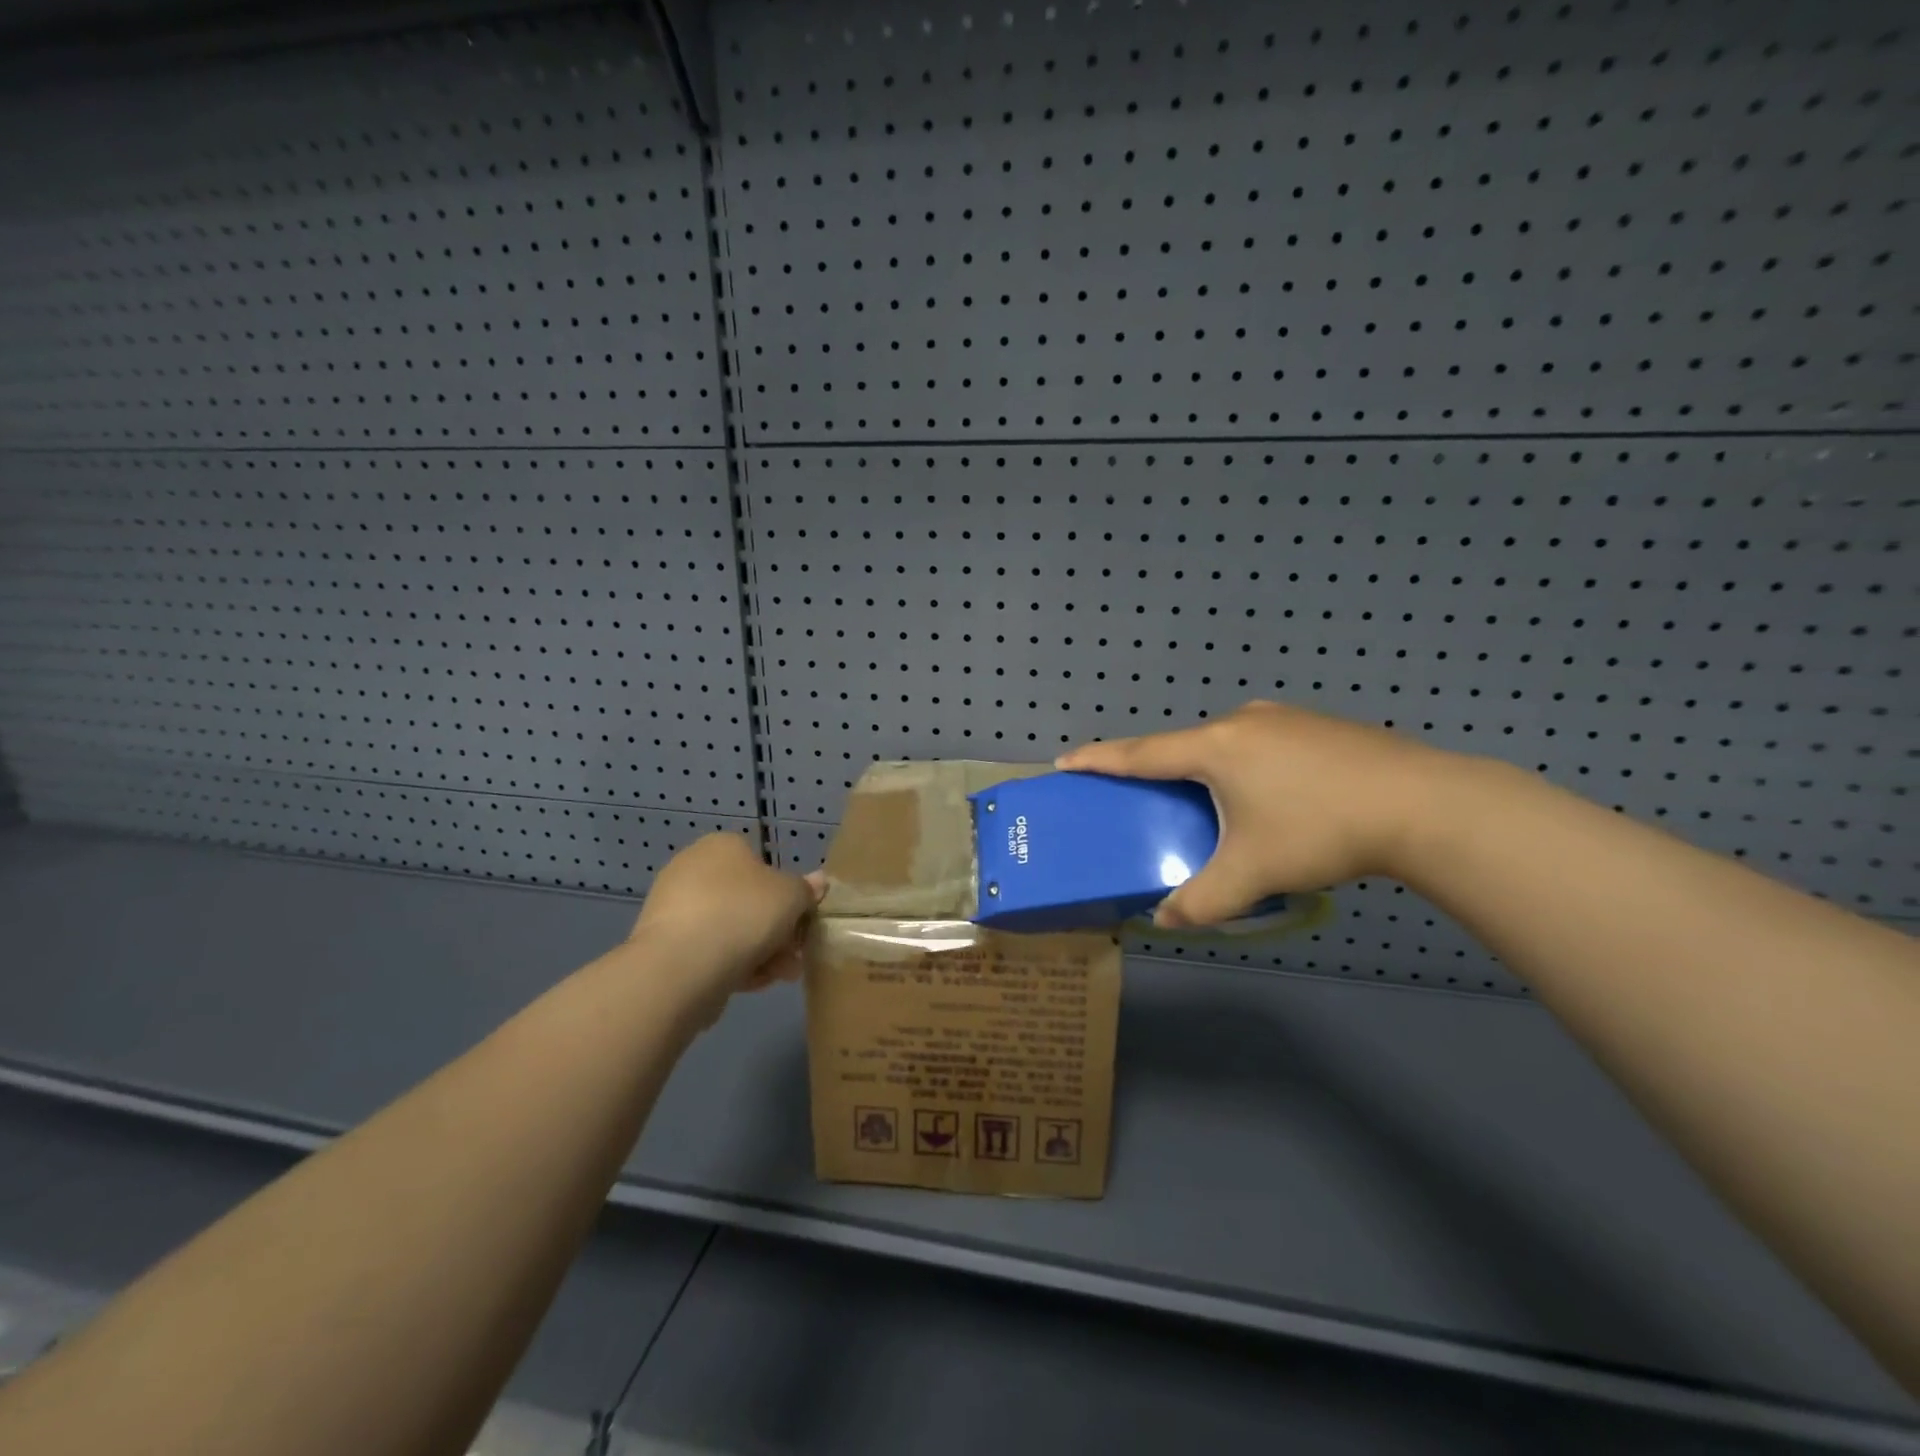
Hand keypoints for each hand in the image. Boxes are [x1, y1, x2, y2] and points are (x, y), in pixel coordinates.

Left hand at [628, 833, 822, 1022]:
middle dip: (775, 930)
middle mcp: (692, 868)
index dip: (786, 894)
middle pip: (747, 900)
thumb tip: (818, 881)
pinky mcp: (662, 944)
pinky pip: (707, 950)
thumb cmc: (744, 914)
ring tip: (779, 977)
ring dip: (759, 952)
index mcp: (722, 846)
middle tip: (794, 956)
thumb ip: (806, 889)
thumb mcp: (792, 896)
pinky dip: (730, 965)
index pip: (761, 864)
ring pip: (729, 928)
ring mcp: (673, 907)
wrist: (681, 965)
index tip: (800, 922)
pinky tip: (750, 985)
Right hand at [1057, 701, 1458, 928]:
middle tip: (1146, 797)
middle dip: (1158, 769)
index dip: (1100, 758)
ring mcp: (1283, 718)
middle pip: (1182, 746)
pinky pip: (1259, 744)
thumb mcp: (1253, 873)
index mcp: (1214, 749)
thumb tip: (1168, 921)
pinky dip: (1245, 766)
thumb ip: (1202, 901)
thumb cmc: (1319, 830)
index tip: (1066, 761)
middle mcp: (1241, 722)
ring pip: (1224, 744)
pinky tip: (1271, 795)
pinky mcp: (1317, 725)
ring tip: (1212, 802)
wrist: (1423, 803)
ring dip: (1206, 768)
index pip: (1140, 753)